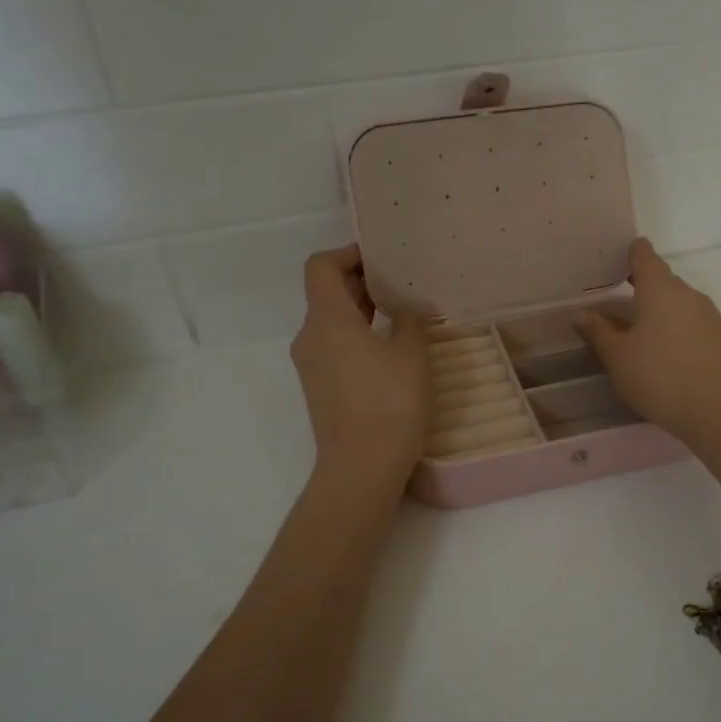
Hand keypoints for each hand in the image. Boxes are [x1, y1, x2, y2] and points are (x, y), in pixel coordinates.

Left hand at [291, 246, 428, 479]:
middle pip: (327, 294)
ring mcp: (311, 366)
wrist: (361, 467)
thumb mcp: (410, 354)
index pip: (321, 267)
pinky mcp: (320, 389)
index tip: (381, 259)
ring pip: (332, 323)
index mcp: (327, 319)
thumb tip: (405, 309)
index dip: (348, 254)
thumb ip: (409, 320)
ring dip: (362, 311)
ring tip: (401, 315)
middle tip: (401, 283)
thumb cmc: (388, 402)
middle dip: (361, 282)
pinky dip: (358, 337)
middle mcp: (310, 337)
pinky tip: (391, 350)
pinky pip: (335, 348)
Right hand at [574, 239, 720, 447]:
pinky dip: (675, 332)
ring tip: (637, 333)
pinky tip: (664, 356)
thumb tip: (581, 314)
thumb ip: (598, 333)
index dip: (630, 252)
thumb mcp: (618, 358)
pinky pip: (692, 326)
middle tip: (615, 303)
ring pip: (679, 305)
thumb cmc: (661, 377)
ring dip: (659, 313)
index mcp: (660, 289)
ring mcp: (710, 318)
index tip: (615, 257)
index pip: (644, 255)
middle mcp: (689, 295)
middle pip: (663, 281)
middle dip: (641, 288)